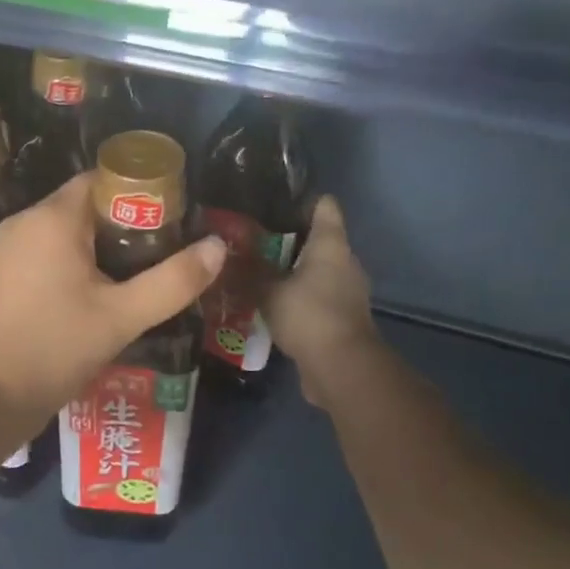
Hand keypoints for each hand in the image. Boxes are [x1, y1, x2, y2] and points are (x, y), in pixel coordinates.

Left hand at [0, 172, 224, 426]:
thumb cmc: (53, 349)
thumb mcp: (122, 318)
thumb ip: (173, 281)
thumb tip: (218, 246)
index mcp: (52, 219)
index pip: (100, 180)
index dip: (137, 195)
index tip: (168, 222)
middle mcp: (21, 223)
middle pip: (81, 208)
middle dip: (120, 227)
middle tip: (155, 257)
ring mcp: (0, 251)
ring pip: (58, 235)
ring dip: (92, 251)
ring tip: (127, 281)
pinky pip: (38, 257)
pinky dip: (64, 267)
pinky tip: (85, 300)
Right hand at [262, 196, 379, 409]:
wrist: (342, 369)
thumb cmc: (309, 315)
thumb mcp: (268, 290)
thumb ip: (248, 270)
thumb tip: (223, 252)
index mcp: (331, 244)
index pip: (324, 206)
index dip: (300, 200)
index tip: (271, 203)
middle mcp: (344, 262)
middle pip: (317, 238)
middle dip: (286, 238)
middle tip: (249, 240)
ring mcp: (346, 292)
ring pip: (315, 270)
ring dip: (290, 271)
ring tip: (254, 272)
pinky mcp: (340, 318)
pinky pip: (315, 297)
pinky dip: (296, 297)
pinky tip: (269, 304)